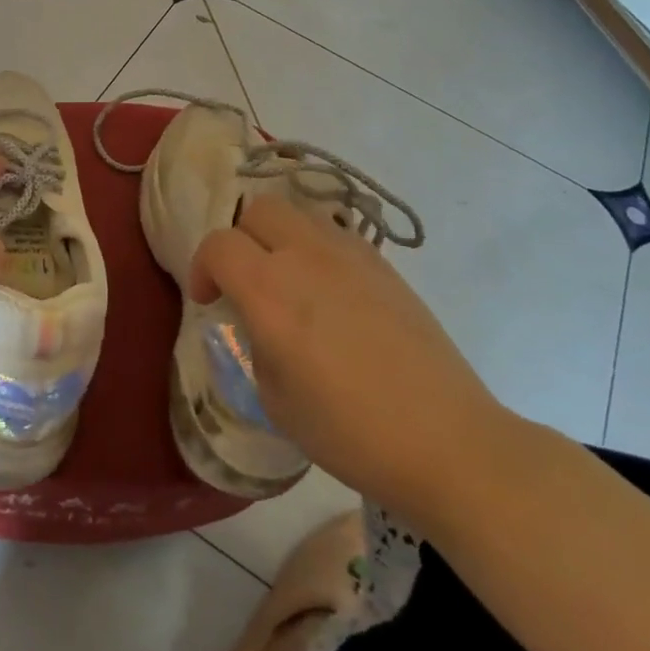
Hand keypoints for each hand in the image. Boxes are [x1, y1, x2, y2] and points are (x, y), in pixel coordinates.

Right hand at [190, 195, 512, 528]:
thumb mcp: (275, 399)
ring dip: (279, 239)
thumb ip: (255, 344)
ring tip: (289, 284)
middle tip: (245, 282)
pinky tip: (330, 296)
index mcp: (270, 290)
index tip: (210, 302)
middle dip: (240, 239)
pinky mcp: (385, 266)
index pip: (218, 244)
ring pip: (299, 215)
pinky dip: (316, 251)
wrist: (447, 440)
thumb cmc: (350, 431)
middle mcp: (307, 256)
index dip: (202, 268)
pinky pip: (335, 236)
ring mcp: (352, 255)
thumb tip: (259, 323)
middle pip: (259, 210)